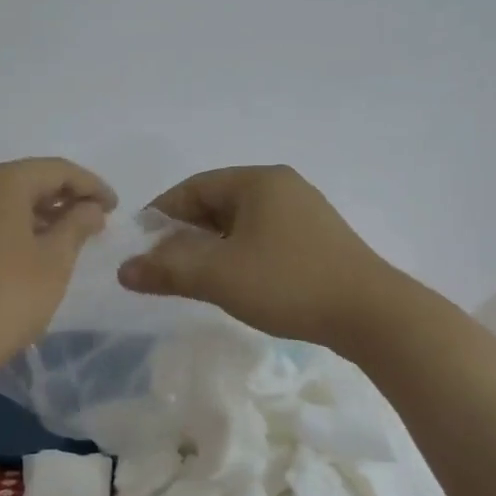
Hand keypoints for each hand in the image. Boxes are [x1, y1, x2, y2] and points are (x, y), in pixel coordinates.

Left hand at [0, 158, 116, 368]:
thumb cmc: (3, 299)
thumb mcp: (53, 264)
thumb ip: (76, 226)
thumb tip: (90, 207)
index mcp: (0, 182)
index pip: (56, 170)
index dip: (91, 185)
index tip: (113, 207)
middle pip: (22, 181)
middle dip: (58, 198)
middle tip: (86, 221)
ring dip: (27, 215)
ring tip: (52, 240)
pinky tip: (10, 256)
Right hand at [117, 165, 398, 347]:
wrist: (371, 314)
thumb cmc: (288, 283)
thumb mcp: (219, 276)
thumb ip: (167, 270)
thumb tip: (123, 270)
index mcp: (258, 181)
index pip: (194, 187)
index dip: (161, 213)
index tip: (140, 243)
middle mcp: (281, 186)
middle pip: (217, 202)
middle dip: (185, 232)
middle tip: (163, 264)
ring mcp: (304, 211)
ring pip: (241, 222)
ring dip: (212, 246)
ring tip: (194, 276)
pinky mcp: (318, 239)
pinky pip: (264, 236)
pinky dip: (239, 253)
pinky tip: (235, 280)